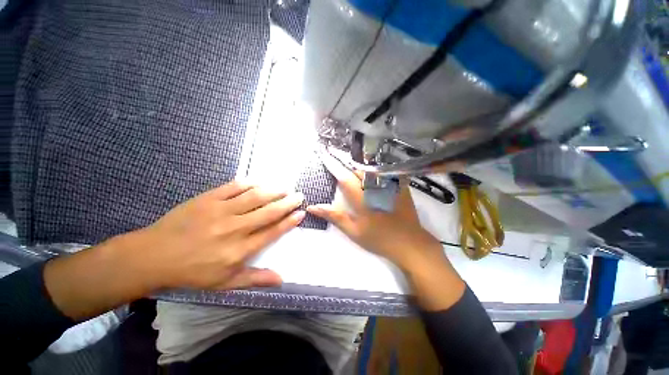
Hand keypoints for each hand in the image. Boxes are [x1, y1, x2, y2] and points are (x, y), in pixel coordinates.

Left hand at [124, 182, 304, 289]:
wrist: (154, 256)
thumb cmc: (192, 271)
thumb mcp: (224, 283)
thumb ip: (254, 279)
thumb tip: (281, 279)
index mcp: (239, 250)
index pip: (272, 232)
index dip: (289, 222)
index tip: (301, 213)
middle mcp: (234, 228)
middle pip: (268, 212)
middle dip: (287, 203)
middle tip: (299, 196)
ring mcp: (220, 211)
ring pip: (254, 197)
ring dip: (273, 191)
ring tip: (285, 187)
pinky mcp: (208, 199)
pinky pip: (233, 187)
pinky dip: (250, 183)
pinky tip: (260, 181)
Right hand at [307, 152, 465, 310]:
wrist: (409, 242)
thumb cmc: (378, 238)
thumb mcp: (353, 230)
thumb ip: (333, 216)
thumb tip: (312, 207)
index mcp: (361, 197)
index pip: (343, 176)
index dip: (331, 164)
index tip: (323, 154)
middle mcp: (375, 186)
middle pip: (356, 166)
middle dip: (343, 157)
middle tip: (333, 150)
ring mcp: (389, 183)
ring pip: (370, 165)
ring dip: (357, 159)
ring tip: (347, 153)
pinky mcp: (399, 184)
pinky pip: (384, 168)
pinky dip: (373, 163)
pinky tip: (369, 161)